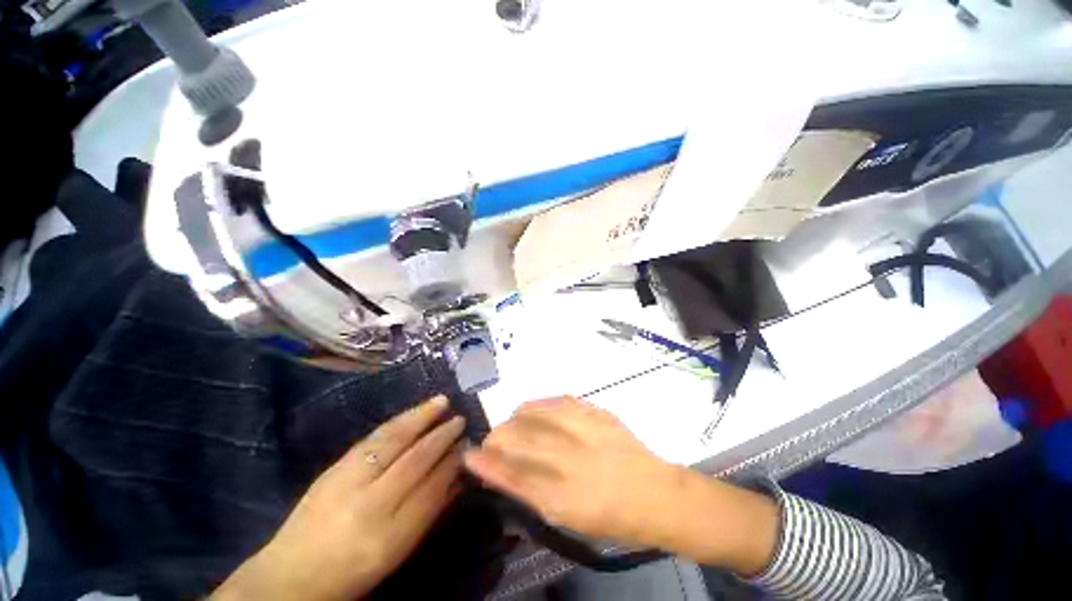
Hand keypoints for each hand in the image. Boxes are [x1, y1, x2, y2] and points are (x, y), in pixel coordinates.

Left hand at [213, 396, 466, 600]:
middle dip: (442, 436)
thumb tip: (458, 478)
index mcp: (390, 535)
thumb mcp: (398, 552)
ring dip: (422, 417)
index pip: (432, 489)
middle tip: (461, 420)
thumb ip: (430, 512)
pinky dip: (398, 421)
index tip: (468, 445)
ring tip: (442, 401)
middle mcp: (370, 505)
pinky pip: (373, 438)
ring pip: (393, 441)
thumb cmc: (353, 571)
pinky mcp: (334, 468)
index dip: (453, 464)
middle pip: (415, 460)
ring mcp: (348, 482)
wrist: (291, 575)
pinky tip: (412, 412)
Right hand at [464, 396, 779, 574]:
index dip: (487, 464)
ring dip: (518, 416)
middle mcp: (573, 462)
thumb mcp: (568, 517)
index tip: (470, 455)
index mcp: (565, 498)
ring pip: (537, 413)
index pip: (513, 476)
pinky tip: (537, 410)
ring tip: (513, 422)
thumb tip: (502, 473)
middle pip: (521, 439)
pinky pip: (561, 401)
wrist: (656, 494)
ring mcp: (588, 432)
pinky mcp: (599, 413)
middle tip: (492, 438)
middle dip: (497, 435)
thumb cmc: (610, 516)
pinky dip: (542, 404)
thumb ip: (532, 493)